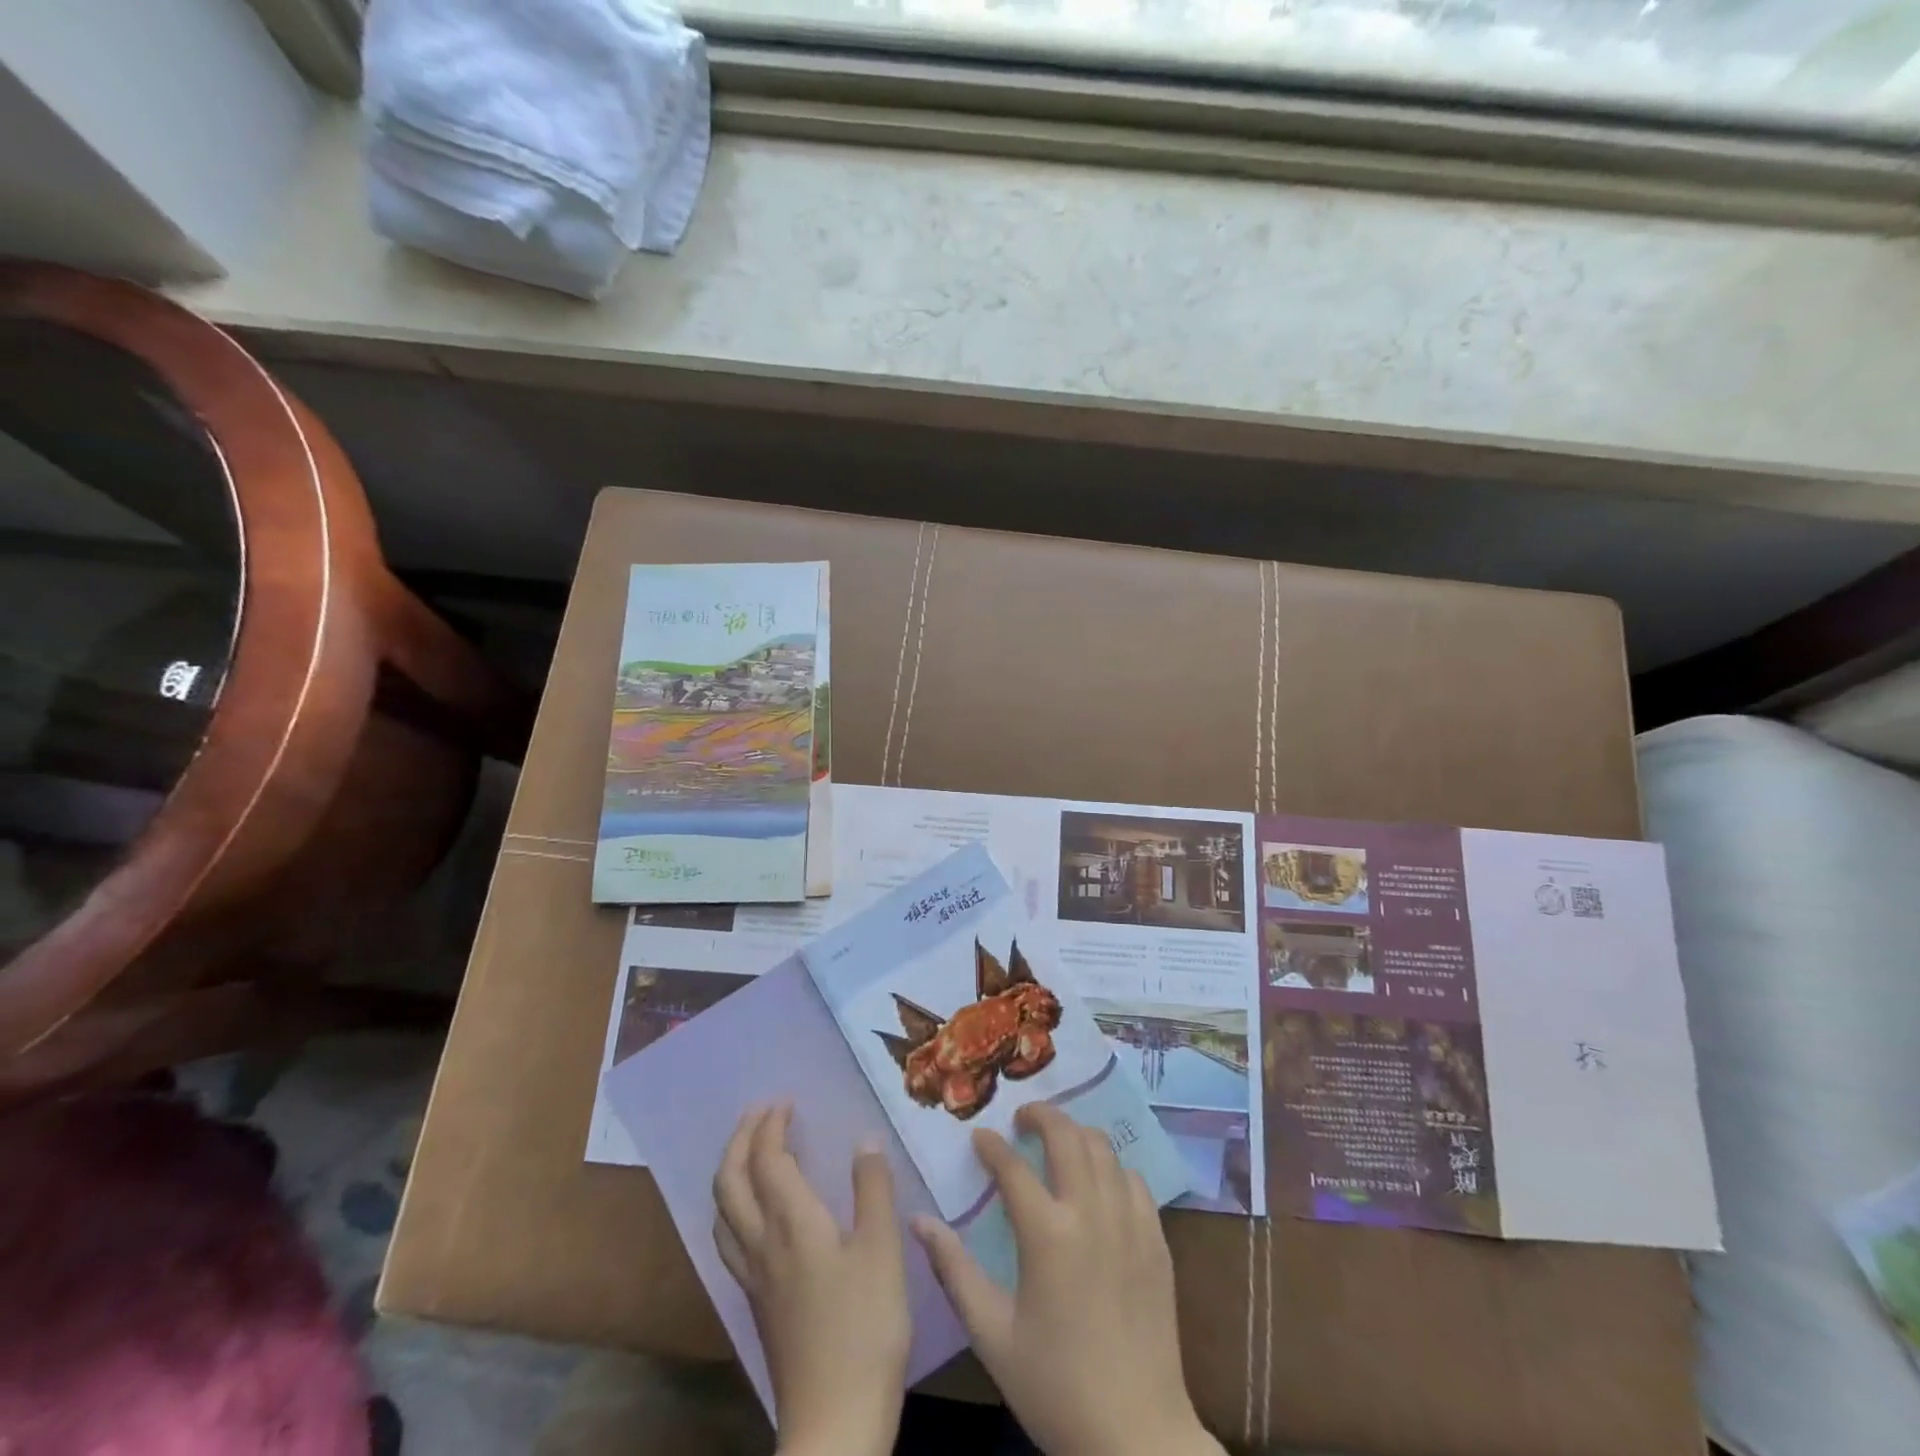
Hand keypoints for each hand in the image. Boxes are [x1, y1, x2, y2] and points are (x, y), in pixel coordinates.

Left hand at [714, 1105, 909, 1455]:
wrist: (834, 1422)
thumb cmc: (865, 1329)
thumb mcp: (883, 1252)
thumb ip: (873, 1190)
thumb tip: (864, 1140)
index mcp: (793, 1224)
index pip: (768, 1160)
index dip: (771, 1125)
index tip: (785, 1101)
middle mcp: (763, 1244)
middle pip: (731, 1181)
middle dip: (740, 1139)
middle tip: (759, 1113)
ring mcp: (754, 1278)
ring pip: (722, 1212)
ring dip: (730, 1171)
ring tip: (749, 1152)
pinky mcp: (757, 1304)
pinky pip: (729, 1240)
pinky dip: (733, 1208)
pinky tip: (753, 1217)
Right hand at [912, 1103, 1222, 1455]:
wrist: (1136, 1435)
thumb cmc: (1055, 1387)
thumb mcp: (992, 1335)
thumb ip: (954, 1271)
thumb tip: (919, 1221)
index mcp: (1047, 1234)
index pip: (1013, 1167)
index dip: (991, 1146)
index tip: (979, 1137)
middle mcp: (1091, 1213)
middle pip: (1066, 1135)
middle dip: (1041, 1115)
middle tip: (1022, 1119)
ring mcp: (1130, 1223)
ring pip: (1104, 1149)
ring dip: (1077, 1134)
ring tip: (1058, 1141)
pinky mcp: (1157, 1240)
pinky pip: (1135, 1181)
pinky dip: (1113, 1167)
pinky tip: (1100, 1182)